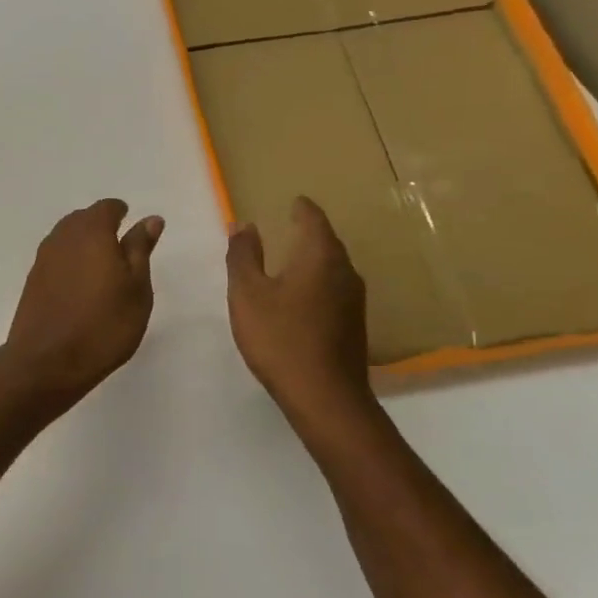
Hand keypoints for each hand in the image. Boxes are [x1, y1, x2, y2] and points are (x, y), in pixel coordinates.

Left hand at [2, 199, 163, 413]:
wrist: (47, 362)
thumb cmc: (104, 325)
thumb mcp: (136, 288)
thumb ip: (140, 249)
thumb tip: (149, 219)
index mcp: (91, 232)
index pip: (106, 208)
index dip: (120, 212)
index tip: (130, 222)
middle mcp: (62, 238)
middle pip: (82, 219)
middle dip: (100, 225)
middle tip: (119, 245)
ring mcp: (43, 259)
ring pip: (65, 237)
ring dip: (83, 242)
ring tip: (102, 265)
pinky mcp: (32, 281)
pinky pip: (55, 258)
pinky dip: (69, 261)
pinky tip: (80, 283)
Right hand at [226, 196, 374, 420]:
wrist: (324, 396)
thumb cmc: (280, 337)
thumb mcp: (247, 294)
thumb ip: (243, 255)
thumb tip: (244, 224)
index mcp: (320, 256)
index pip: (313, 219)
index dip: (301, 208)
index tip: (292, 201)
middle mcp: (345, 271)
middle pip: (326, 242)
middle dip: (307, 232)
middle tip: (287, 226)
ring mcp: (353, 300)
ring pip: (332, 267)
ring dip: (312, 259)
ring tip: (289, 260)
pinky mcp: (353, 325)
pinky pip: (334, 290)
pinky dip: (316, 283)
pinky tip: (300, 297)